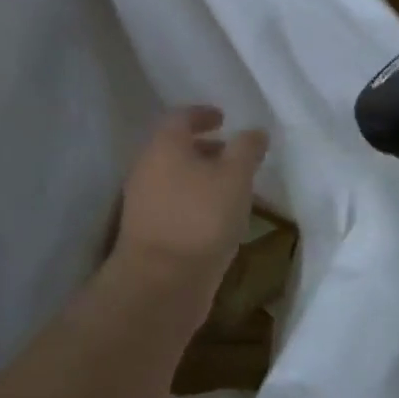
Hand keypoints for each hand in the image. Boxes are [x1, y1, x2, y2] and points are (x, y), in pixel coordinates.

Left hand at [114, 106, 268, 289]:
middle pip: (175, 148)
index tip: (223, 118)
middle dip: (204, 147)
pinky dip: (194, 200)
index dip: (203, 114)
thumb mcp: (235, 177)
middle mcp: (147, 168)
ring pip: (174, 177)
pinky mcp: (147, 232)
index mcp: (164, 146)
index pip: (181, 117)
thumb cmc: (201, 218)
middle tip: (232, 153)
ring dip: (200, 176)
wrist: (161, 283)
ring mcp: (143, 202)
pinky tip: (217, 217)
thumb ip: (246, 149)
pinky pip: (173, 204)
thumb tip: (255, 132)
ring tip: (231, 187)